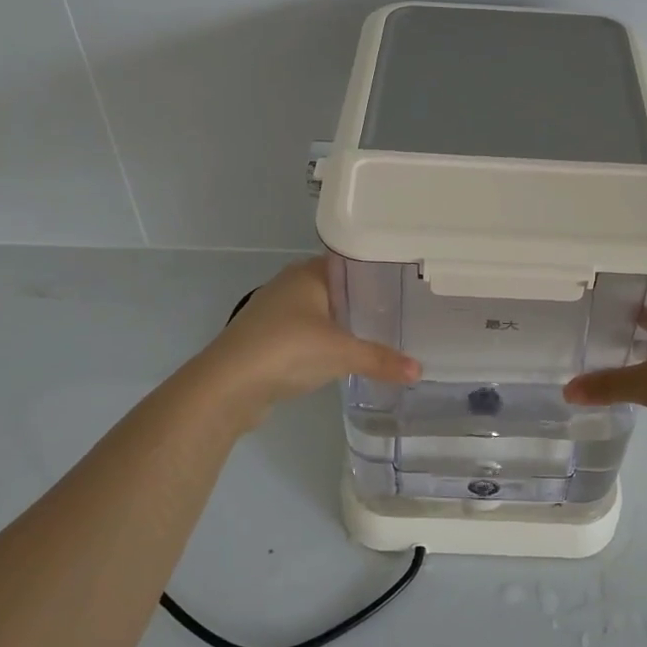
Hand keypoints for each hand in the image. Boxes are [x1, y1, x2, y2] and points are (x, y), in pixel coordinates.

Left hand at [196, 258, 418, 427]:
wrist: (228, 385)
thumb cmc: (286, 351)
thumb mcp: (341, 353)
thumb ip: (381, 360)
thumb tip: (419, 370)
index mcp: (308, 274)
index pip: (350, 261)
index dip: (377, 270)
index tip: (405, 283)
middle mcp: (291, 285)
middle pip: (337, 287)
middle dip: (365, 299)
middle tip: (401, 310)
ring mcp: (276, 312)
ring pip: (321, 311)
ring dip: (344, 321)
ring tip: (380, 332)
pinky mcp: (269, 338)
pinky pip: (307, 332)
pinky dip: (326, 340)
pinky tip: (345, 354)